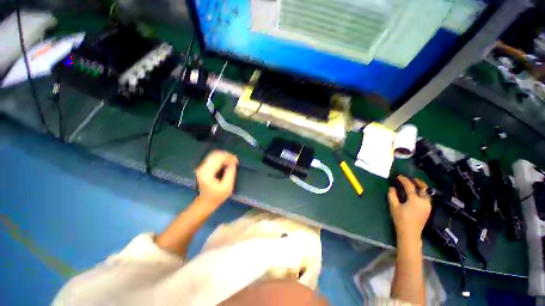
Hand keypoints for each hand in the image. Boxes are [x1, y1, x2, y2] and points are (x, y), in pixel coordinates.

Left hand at [195, 150, 237, 208]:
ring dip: (224, 156)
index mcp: (207, 173)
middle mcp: (202, 168)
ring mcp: (202, 167)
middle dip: (227, 155)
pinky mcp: (203, 167)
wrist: (205, 202)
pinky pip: (213, 158)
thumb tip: (233, 163)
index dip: (229, 157)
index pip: (218, 159)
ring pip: (214, 155)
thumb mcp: (227, 187)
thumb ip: (230, 174)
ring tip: (232, 160)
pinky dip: (221, 158)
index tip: (237, 161)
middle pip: (215, 155)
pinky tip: (226, 162)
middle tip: (235, 160)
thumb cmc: (217, 196)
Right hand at [388, 176, 431, 244]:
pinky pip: (427, 198)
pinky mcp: (428, 210)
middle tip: (411, 178)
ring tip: (416, 184)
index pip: (409, 186)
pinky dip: (423, 193)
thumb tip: (392, 187)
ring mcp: (428, 206)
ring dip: (422, 187)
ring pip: (427, 193)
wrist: (410, 233)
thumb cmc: (400, 219)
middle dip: (418, 182)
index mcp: (414, 200)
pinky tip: (418, 194)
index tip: (398, 176)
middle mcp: (424, 201)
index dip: (404, 180)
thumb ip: (392, 195)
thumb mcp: (393, 206)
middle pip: (424, 188)